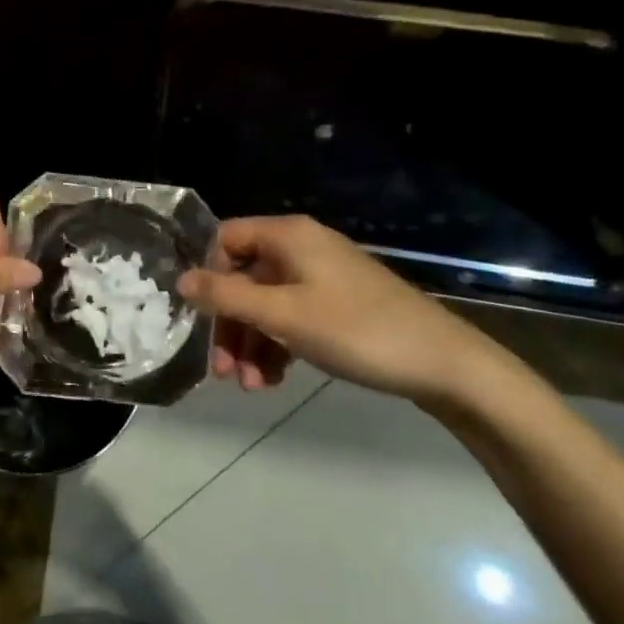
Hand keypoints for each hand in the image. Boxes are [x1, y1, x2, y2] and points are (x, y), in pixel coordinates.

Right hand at [177, 215, 491, 401]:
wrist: (443, 364)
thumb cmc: (356, 330)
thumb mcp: (283, 315)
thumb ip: (227, 296)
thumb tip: (180, 280)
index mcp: (287, 236)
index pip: (226, 239)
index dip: (208, 275)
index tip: (202, 317)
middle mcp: (301, 248)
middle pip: (244, 277)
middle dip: (229, 324)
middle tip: (221, 370)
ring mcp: (321, 277)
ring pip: (266, 303)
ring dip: (251, 343)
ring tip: (250, 386)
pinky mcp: (337, 305)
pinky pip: (291, 317)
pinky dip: (277, 346)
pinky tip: (273, 381)